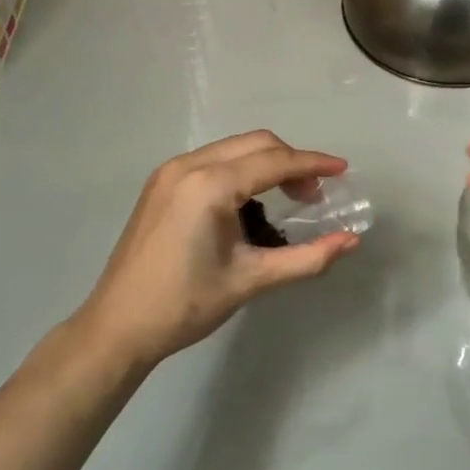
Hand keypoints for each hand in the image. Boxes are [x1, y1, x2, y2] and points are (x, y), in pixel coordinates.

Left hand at [75, 131, 359, 370]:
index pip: (274, 161)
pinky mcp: (161, 183)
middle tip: (314, 195)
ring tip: (287, 199)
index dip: (313, 164)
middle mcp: (188, 165)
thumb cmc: (186, 304)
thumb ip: (307, 258)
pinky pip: (212, 161)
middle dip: (291, 162)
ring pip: (233, 149)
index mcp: (210, 185)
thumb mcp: (252, 279)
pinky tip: (249, 203)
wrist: (118, 326)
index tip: (343, 171)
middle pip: (255, 144)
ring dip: (266, 164)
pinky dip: (240, 170)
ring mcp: (170, 171)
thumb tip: (351, 241)